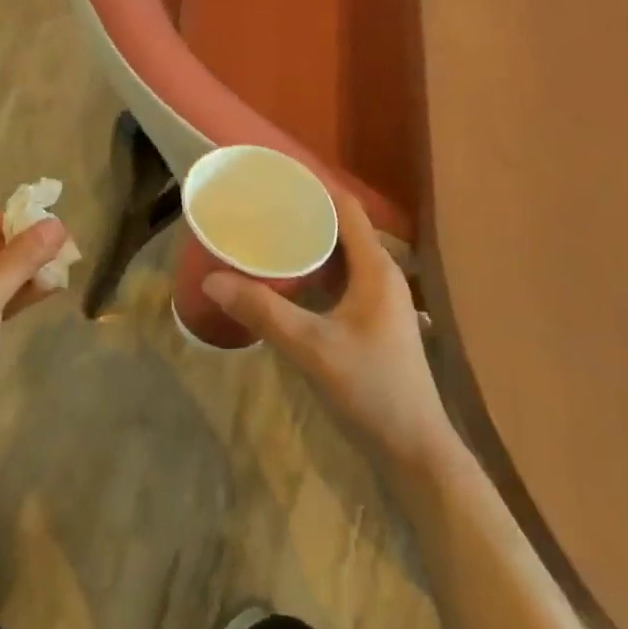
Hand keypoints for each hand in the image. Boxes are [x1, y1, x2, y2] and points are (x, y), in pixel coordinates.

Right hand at [202, 192, 452, 471]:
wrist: (415, 452)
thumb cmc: (372, 389)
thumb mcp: (312, 347)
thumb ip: (263, 312)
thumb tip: (212, 279)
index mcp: (376, 267)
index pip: (346, 207)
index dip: (314, 186)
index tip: (275, 176)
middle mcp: (381, 274)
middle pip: (341, 227)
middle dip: (303, 213)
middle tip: (260, 206)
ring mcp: (379, 300)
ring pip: (340, 256)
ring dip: (308, 244)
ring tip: (266, 235)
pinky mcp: (372, 322)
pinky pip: (340, 280)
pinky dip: (314, 272)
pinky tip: (286, 281)